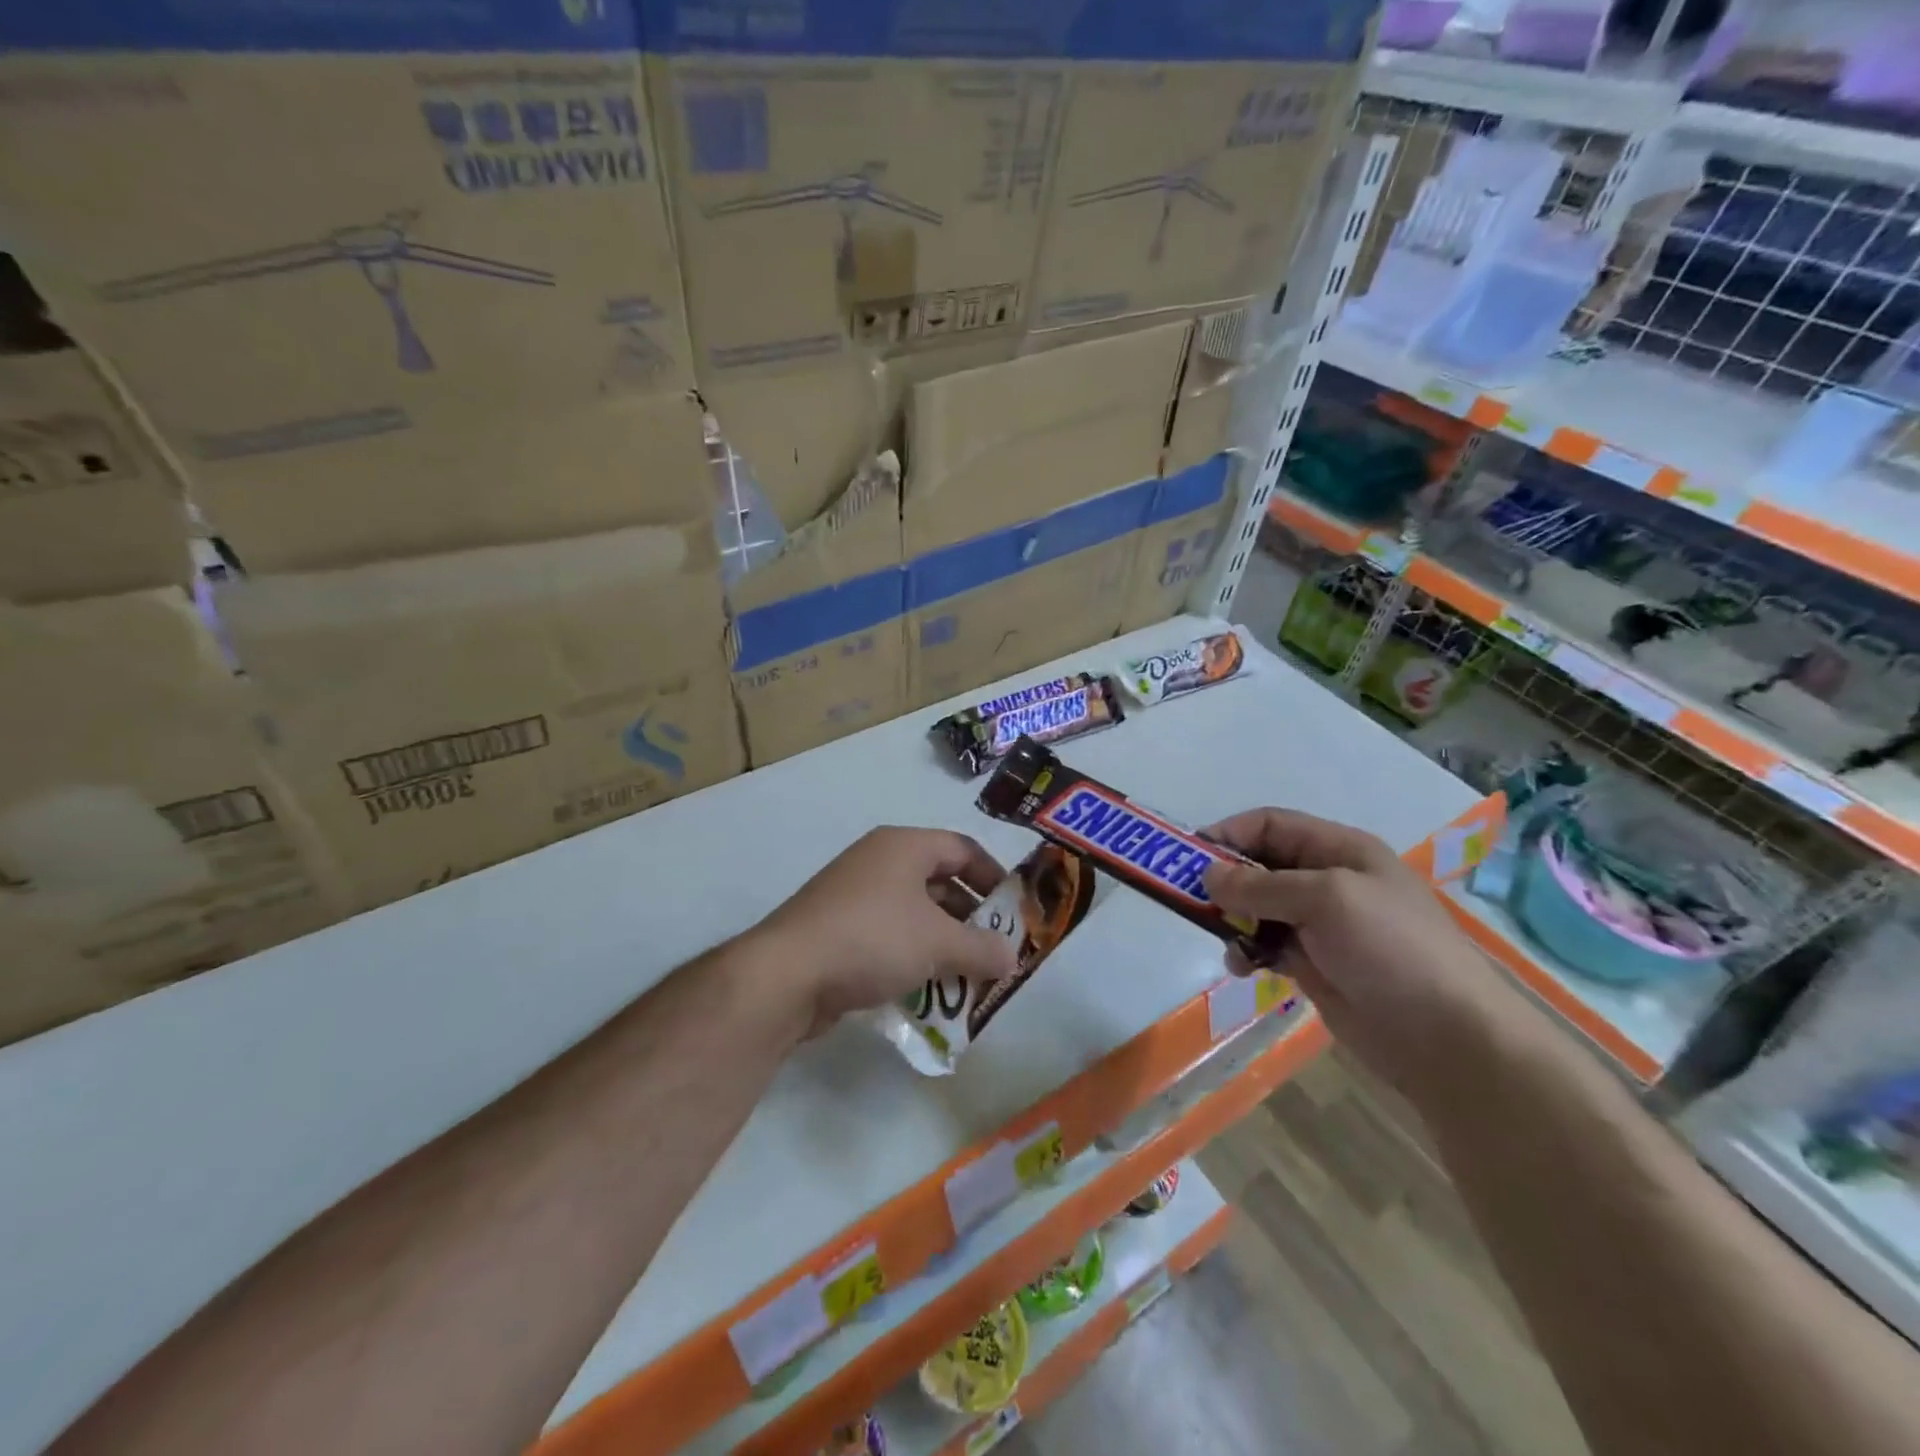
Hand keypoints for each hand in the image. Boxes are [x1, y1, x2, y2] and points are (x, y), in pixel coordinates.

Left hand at [749, 827, 1020, 1036]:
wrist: (787, 974)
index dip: (993, 876)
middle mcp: (878, 861)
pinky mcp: (836, 929)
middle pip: (938, 881)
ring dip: (942, 942)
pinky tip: (926, 989)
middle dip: (969, 917)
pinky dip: (911, 956)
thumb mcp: (939, 943)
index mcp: (904, 846)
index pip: (962, 848)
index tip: (1014, 911)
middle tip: (994, 950)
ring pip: (913, 913)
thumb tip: (1011, 958)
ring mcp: (853, 895)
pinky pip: (888, 935)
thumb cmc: (874, 939)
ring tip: (966, 977)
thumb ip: (982, 949)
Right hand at [1201, 807, 1528, 1098]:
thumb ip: (1261, 885)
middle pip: (1259, 864)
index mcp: (1339, 850)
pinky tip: (1243, 968)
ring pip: (1257, 907)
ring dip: (1232, 919)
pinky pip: (1265, 944)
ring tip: (1225, 940)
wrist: (1445, 1037)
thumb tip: (1208, 875)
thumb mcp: (1326, 899)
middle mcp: (1327, 880)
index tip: (1189, 857)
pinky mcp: (1314, 962)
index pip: (1270, 825)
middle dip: (1225, 879)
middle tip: (1191, 900)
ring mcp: (1320, 924)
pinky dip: (1246, 950)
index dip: (1229, 833)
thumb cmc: (1391, 949)